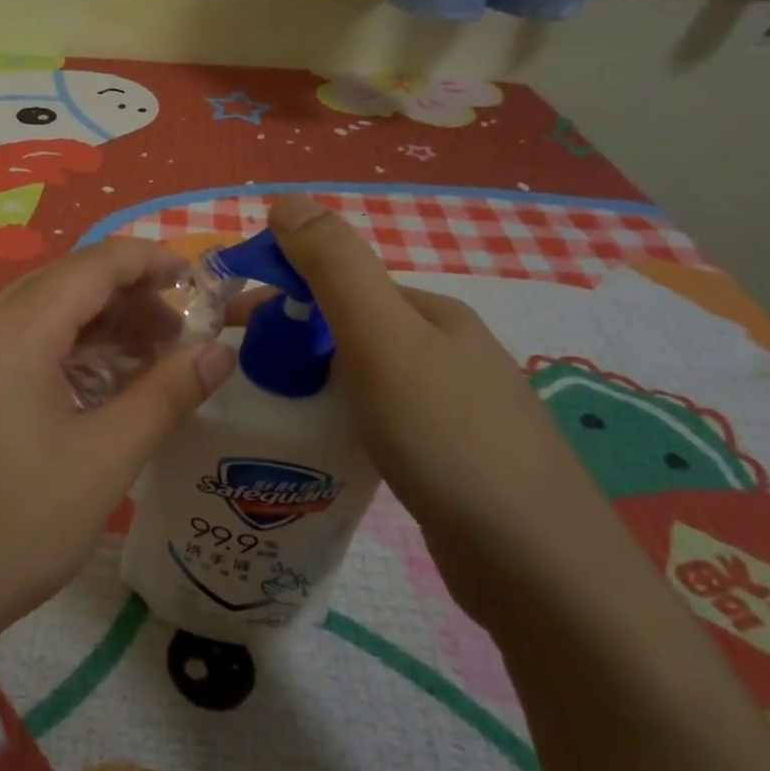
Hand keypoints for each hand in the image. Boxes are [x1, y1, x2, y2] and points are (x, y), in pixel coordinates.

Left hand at [0, 239, 237, 679]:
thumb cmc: (12, 528)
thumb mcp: (103, 461)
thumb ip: (165, 396)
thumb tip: (219, 352)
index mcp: (11, 329)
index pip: (92, 265)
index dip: (149, 262)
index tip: (197, 280)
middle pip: (63, 284)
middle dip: (127, 298)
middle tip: (180, 333)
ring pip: (37, 313)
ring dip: (94, 326)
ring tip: (147, 358)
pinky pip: (11, 342)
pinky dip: (59, 350)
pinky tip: (93, 384)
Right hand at [262, 193, 627, 628]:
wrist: (541, 572)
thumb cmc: (448, 438)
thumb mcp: (382, 337)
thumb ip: (334, 265)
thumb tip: (286, 198)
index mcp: (429, 312)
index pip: (338, 278)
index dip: (279, 288)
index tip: (228, 323)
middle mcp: (444, 349)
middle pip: (347, 325)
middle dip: (289, 336)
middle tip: (237, 371)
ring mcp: (451, 405)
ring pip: (360, 373)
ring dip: (310, 378)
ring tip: (266, 408)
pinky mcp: (448, 457)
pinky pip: (375, 417)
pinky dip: (339, 417)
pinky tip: (319, 446)